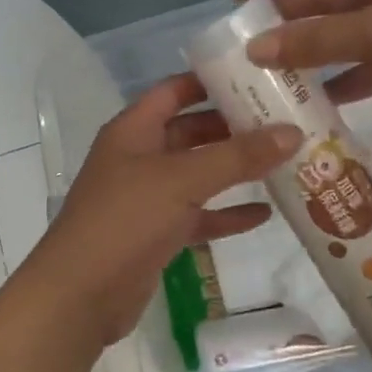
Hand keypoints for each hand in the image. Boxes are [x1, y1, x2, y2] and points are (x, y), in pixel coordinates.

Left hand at [25, 75, 301, 345]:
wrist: (80, 295)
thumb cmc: (125, 220)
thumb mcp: (183, 180)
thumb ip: (237, 157)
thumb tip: (292, 132)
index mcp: (134, 130)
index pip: (175, 91)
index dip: (211, 81)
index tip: (257, 76)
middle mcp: (140, 157)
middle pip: (191, 132)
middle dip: (233, 127)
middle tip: (283, 121)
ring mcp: (147, 198)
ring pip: (198, 175)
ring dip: (235, 171)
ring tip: (284, 162)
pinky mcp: (156, 234)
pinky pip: (198, 215)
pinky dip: (227, 214)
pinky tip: (265, 213)